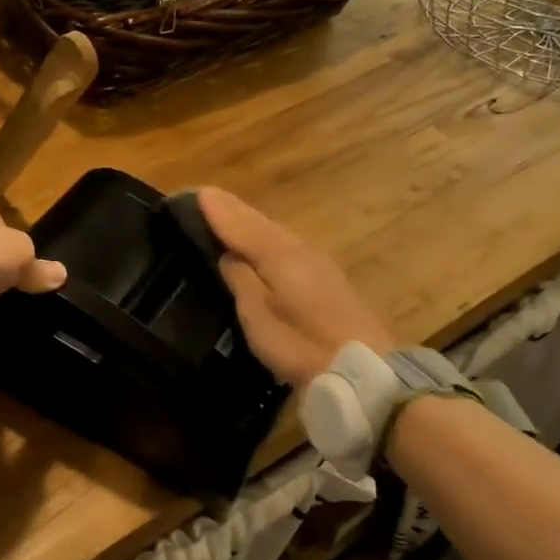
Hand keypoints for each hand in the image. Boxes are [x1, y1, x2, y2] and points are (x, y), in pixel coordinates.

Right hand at [198, 187, 390, 387]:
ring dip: (250, 220)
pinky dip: (267, 236)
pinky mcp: (327, 277)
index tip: (197, 193)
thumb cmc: (300, 343)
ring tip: (229, 211)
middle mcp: (298, 248)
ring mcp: (316, 261)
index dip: (218, 211)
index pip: (240, 225)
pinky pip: (287, 244)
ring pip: (275, 231)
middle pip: (260, 222)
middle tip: (208, 195)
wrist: (361, 367)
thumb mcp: (258, 315)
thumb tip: (227, 254)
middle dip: (233, 209)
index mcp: (278, 254)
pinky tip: (264, 240)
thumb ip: (241, 280)